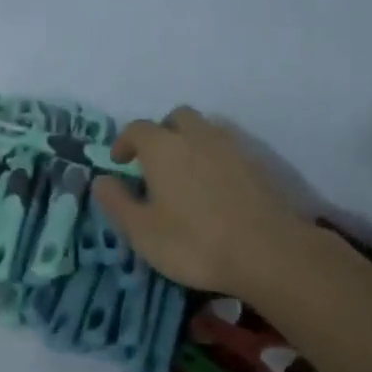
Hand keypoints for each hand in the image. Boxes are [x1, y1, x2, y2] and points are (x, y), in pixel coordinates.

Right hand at [91, 107, 308, 299]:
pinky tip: (215, 188)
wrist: (269, 253)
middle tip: (154, 163)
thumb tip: (102, 180)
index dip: (125, 142)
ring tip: (185, 174)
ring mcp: (233, 147)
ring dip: (191, 142)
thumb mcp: (141, 230)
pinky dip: (215, 158)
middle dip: (162, 133)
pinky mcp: (259, 164)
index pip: (137, 129)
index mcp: (164, 148)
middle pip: (177, 118)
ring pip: (206, 129)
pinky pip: (229, 149)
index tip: (120, 162)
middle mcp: (198, 136)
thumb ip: (116, 202)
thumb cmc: (194, 242)